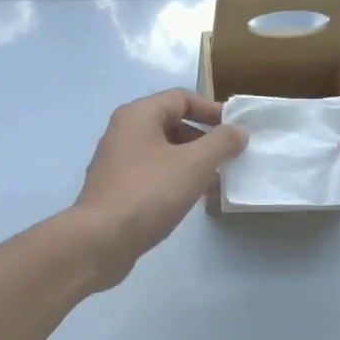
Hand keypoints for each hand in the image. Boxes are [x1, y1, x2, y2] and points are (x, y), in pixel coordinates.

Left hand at [70, 89, 246, 287]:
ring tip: (215, 181)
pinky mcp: (116, 188)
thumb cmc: (149, 193)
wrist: (100, 241)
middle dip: (203, 138)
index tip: (235, 131)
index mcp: (139, 115)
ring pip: (163, 151)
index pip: (181, 98)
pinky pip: (152, 173)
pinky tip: (191, 199)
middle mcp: (124, 131)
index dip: (212, 110)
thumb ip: (221, 143)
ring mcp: (117, 161)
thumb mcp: (194, 164)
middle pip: (171, 123)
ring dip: (191, 161)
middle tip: (228, 158)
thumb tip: (238, 131)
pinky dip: (174, 178)